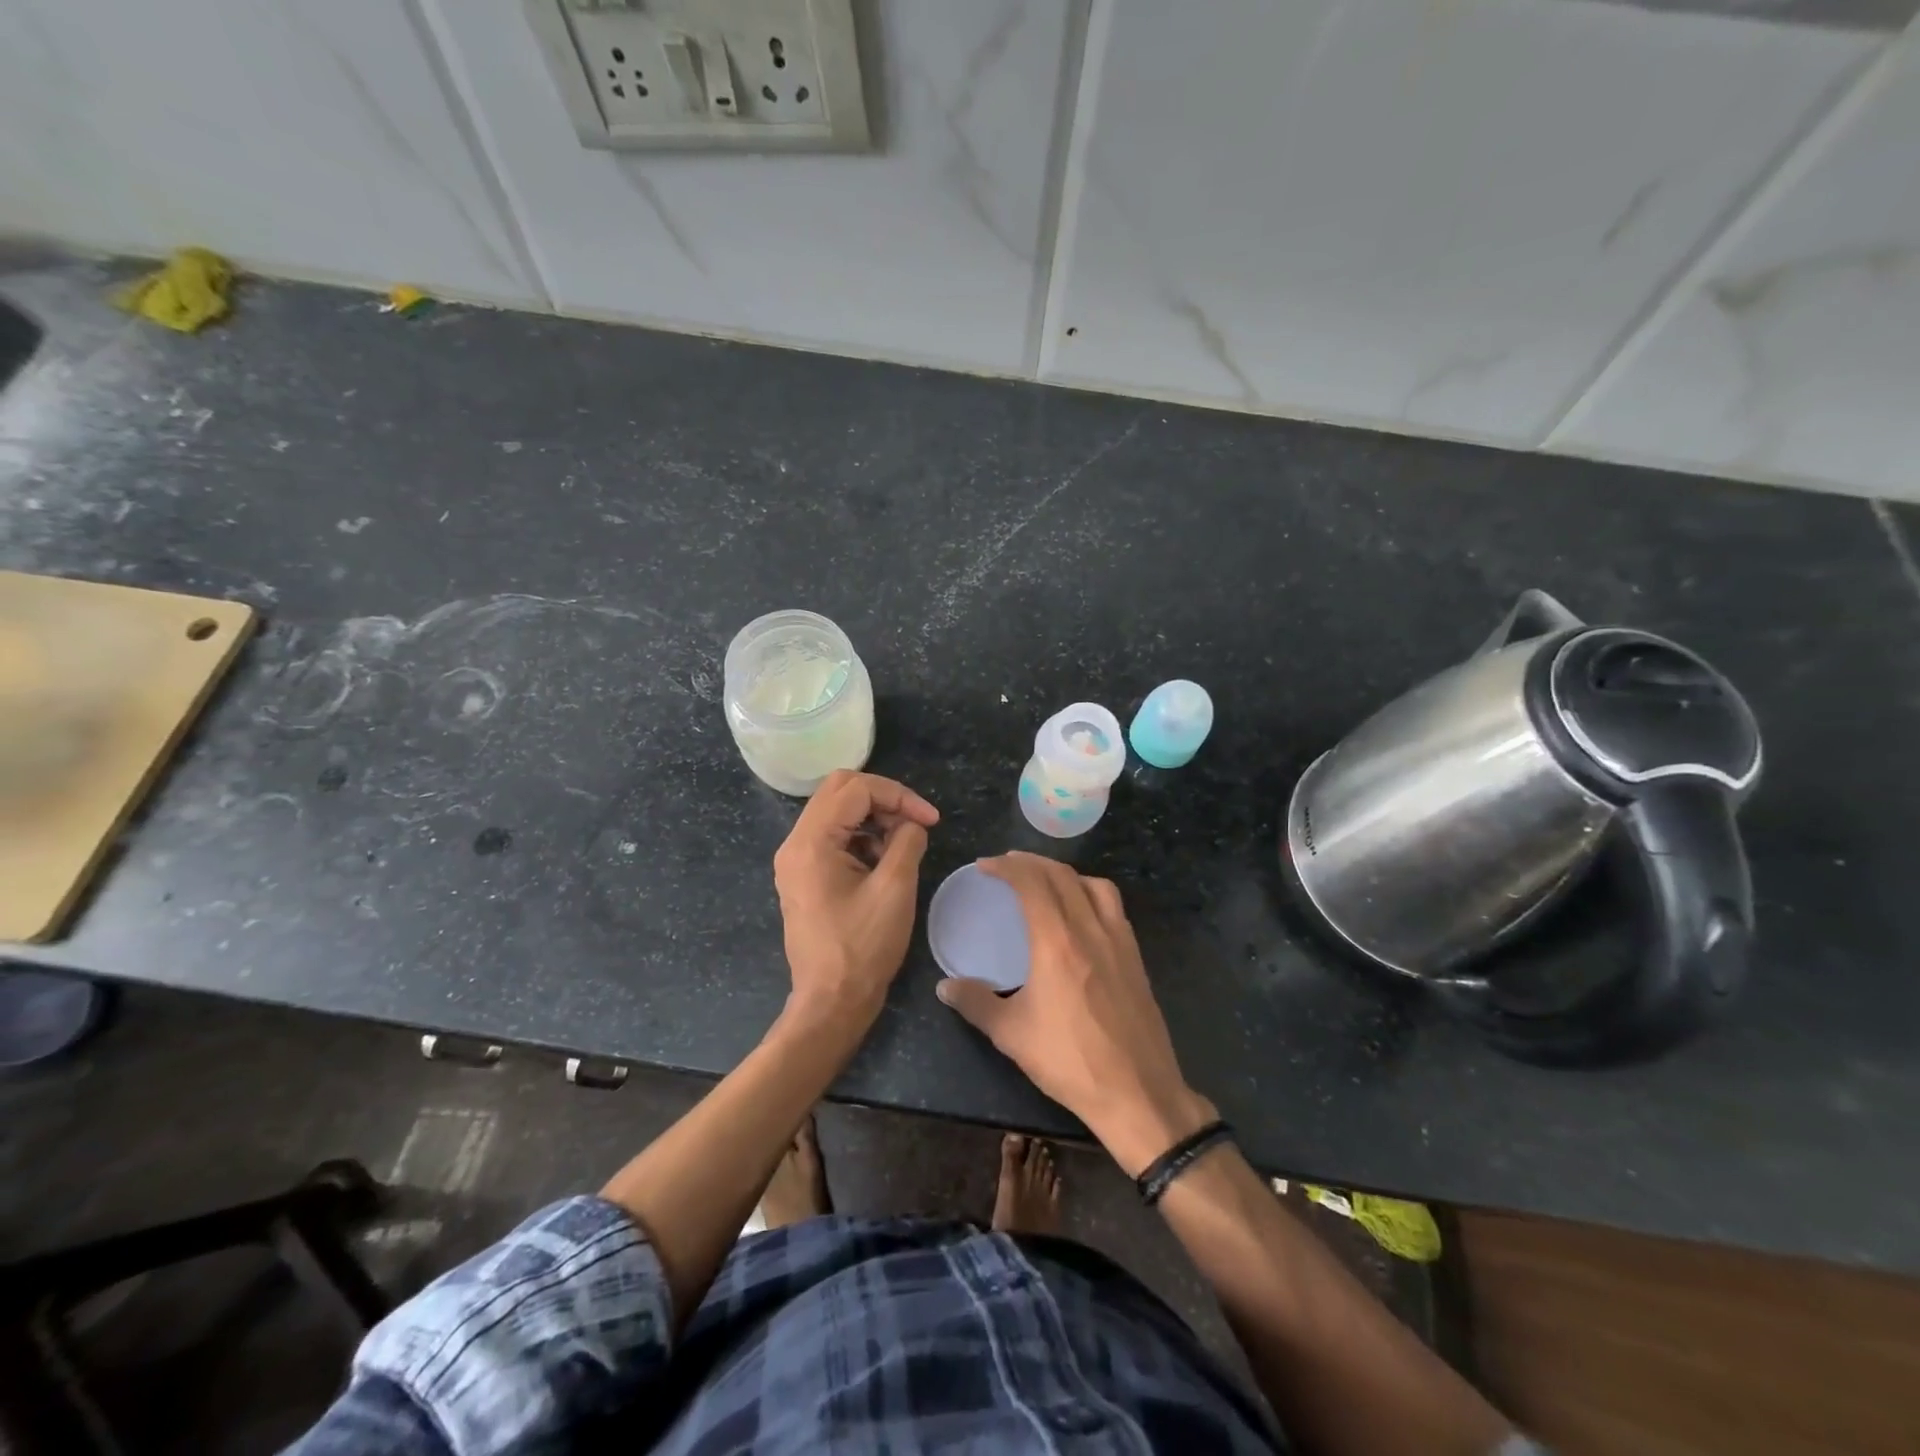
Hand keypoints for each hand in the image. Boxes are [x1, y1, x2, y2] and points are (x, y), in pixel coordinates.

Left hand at [774, 770, 938, 1022]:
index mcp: (811, 842)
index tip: (930, 820)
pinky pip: (833, 837)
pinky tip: (884, 861)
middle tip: (915, 822)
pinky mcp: (803, 876)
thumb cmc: (863, 947)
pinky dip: (861, 837)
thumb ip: (907, 841)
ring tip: (903, 844)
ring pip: (836, 811)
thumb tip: (912, 824)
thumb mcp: (895, 888)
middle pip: (840, 791)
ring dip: (873, 818)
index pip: (856, 789)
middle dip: (884, 799)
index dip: (899, 796)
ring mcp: (796, 860)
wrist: (831, 1002)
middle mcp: (795, 843)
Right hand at [935, 852, 1213, 1175]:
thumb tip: (944, 986)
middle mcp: (1090, 929)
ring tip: (1045, 882)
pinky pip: (1113, 907)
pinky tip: (1081, 915)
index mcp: (1057, 941)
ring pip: (1094, 885)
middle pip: (1062, 875)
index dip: (1006, 867)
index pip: (1031, 883)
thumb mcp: (1011, 1034)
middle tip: (1008, 865)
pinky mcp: (1136, 958)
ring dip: (1065, 873)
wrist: (1137, 1092)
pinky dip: (1091, 893)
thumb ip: (975, 1003)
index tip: (985, 867)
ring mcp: (1119, 941)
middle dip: (1032, 863)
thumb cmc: (1069, 1060)